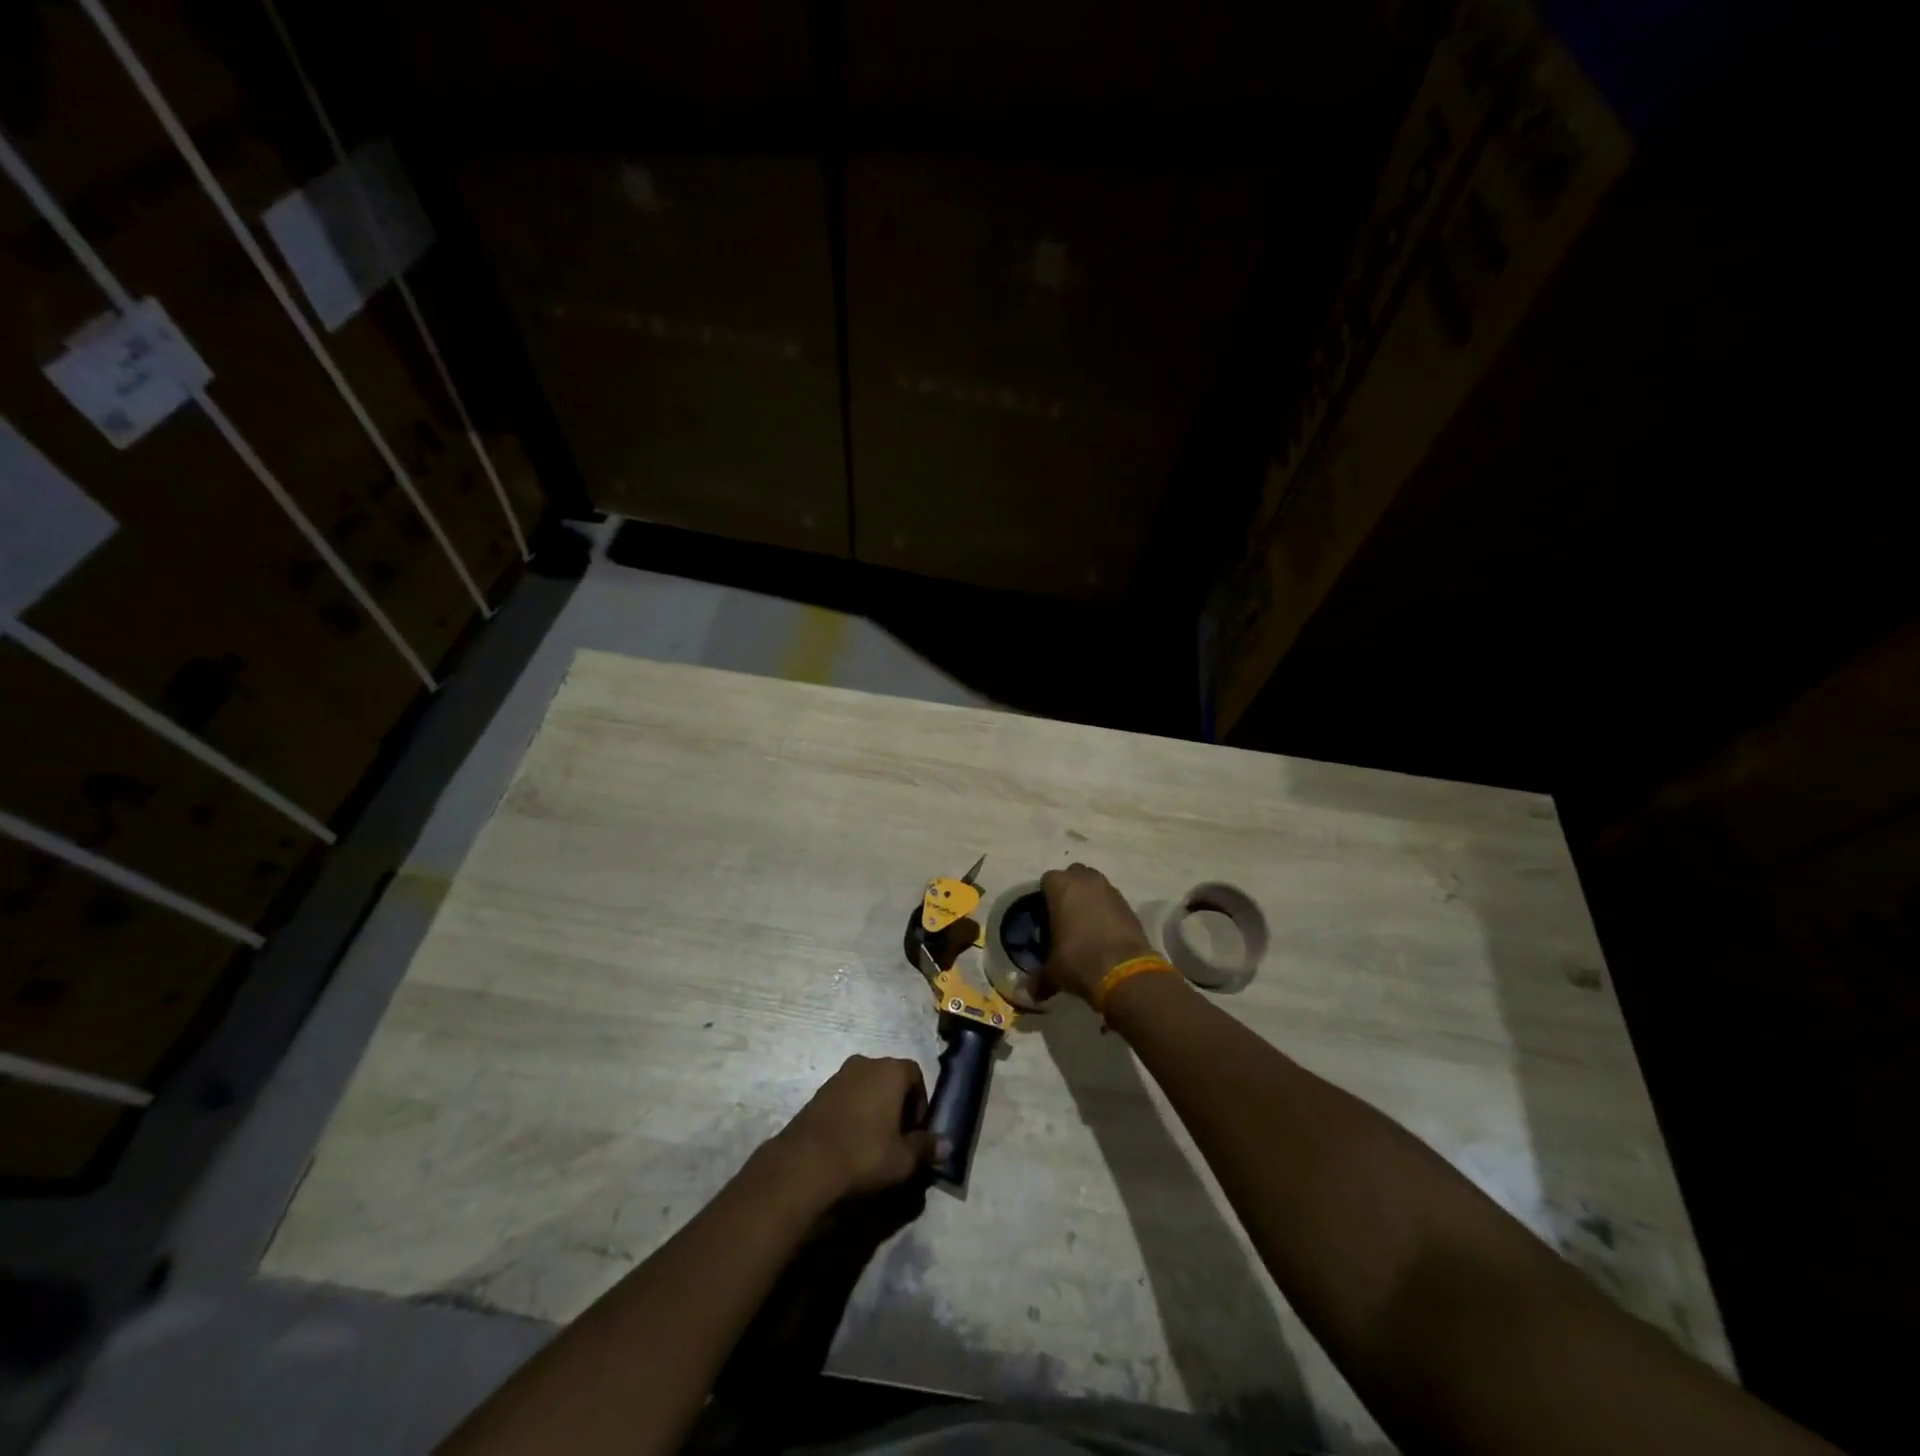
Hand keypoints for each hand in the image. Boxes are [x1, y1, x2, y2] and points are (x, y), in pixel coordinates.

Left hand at [774, 1056, 934, 1200]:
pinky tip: (850, 1142)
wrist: (805, 1164)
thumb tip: (947, 1144)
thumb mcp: (903, 1159)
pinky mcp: (818, 1093)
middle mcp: (865, 1063)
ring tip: (873, 1143)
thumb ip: (926, 1148)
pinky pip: (846, 1098)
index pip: (915, 1074)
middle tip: (897, 1138)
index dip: (920, 1102)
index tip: (916, 1131)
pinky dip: (853, 1113)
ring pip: (866, 1087)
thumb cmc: (865, 1154)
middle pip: (890, 1078)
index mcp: (890, 1070)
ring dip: (874, 1108)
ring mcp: (839, 1076)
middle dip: (897, 1104)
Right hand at [1040, 863, 1155, 1001]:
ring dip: (1090, 899)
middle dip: (1069, 890)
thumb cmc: (1079, 961)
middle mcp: (1086, 881)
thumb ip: (1038, 980)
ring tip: (1085, 926)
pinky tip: (1104, 934)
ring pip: (1095, 885)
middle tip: (1064, 916)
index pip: (1048, 880)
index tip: (1045, 916)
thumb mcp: (1053, 972)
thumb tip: (1025, 995)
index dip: (1045, 896)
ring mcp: (1111, 890)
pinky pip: (1112, 901)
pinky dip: (1107, 912)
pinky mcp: (1129, 905)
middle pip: (1074, 875)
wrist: (1124, 971)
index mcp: (1061, 887)